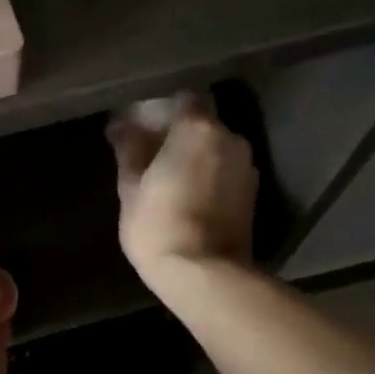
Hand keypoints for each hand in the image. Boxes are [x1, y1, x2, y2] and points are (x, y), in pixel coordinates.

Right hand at [108, 98, 258, 287]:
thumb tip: (121, 125)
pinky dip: (209, 176)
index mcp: (197, 128)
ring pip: (216, 149)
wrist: (204, 274)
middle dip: (178, 134)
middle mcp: (230, 138)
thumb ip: (129, 150)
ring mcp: (246, 167)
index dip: (161, 110)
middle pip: (202, 123)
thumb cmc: (158, 225)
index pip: (182, 99)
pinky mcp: (253, 194)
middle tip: (150, 154)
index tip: (141, 127)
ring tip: (169, 178)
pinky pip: (225, 171)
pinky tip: (188, 196)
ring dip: (195, 156)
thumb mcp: (131, 187)